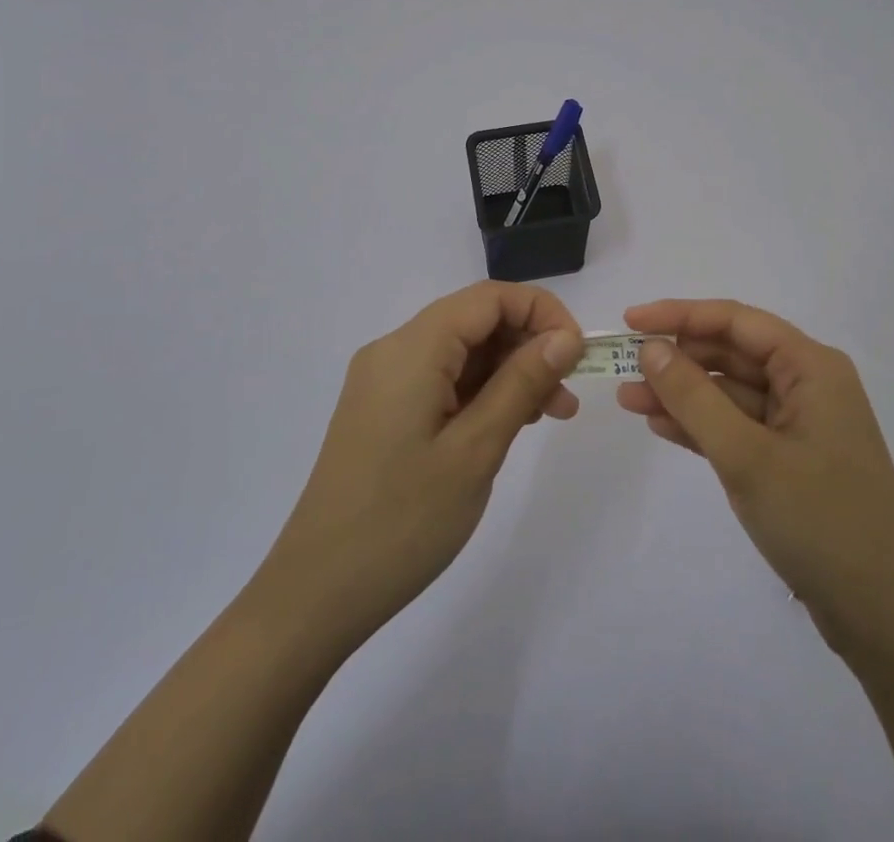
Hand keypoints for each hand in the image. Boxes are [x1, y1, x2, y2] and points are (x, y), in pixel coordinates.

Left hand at [254, 282, 584, 657]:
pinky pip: (442, 379)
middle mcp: (394, 350)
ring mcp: (384, 381)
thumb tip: (565, 338)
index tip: (578, 353)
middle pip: (475, 320)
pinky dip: (481, 392)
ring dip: (509, 371)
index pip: (489, 297)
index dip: (541, 312)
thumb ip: (522, 383)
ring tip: (550, 414)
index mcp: (412, 348)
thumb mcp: (476, 450)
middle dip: (528, 345)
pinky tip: (508, 423)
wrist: (315, 595)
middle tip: (568, 393)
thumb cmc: (402, 521)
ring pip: (461, 351)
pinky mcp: (383, 410)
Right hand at [616, 299, 893, 660]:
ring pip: (730, 392)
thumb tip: (651, 348)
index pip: (736, 321)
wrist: (885, 618)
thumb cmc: (819, 522)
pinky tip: (660, 426)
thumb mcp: (746, 456)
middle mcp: (807, 384)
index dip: (680, 315)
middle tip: (622, 367)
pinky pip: (738, 426)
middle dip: (677, 359)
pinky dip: (701, 425)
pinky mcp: (790, 459)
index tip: (630, 320)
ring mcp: (799, 424)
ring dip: (682, 394)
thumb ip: (694, 398)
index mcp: (810, 367)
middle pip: (732, 354)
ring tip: (628, 399)